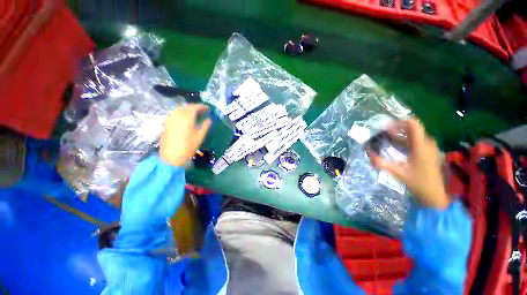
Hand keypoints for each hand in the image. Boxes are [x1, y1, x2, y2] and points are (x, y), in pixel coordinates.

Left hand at [160, 104, 211, 166]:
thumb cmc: (188, 147)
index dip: (202, 106)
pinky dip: (181, 112)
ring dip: (187, 109)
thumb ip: (205, 126)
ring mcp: (170, 119)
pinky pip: (175, 113)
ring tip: (194, 113)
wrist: (172, 156)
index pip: (194, 107)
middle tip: (202, 111)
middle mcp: (177, 115)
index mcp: (186, 118)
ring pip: (179, 109)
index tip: (208, 108)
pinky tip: (185, 118)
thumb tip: (209, 119)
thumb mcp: (200, 136)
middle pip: (186, 107)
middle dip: (195, 107)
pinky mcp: (166, 123)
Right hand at [368, 119, 450, 208]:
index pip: (413, 124)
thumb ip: (381, 163)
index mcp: (421, 146)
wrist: (433, 194)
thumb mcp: (397, 172)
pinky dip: (407, 140)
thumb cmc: (417, 182)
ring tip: (389, 138)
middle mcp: (427, 143)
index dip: (399, 122)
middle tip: (384, 133)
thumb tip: (368, 153)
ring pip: (415, 134)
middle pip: (413, 128)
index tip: (386, 127)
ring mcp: (430, 147)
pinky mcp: (430, 152)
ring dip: (402, 134)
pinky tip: (398, 146)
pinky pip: (418, 140)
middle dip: (398, 129)